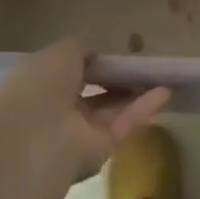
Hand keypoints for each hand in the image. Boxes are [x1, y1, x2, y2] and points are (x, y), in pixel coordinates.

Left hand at [0, 39, 171, 183]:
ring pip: (111, 109)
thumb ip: (80, 48)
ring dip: (134, 92)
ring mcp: (79, 132)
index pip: (69, 73)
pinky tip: (165, 91)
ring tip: (159, 75)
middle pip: (92, 93)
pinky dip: (144, 107)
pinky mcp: (100, 150)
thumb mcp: (60, 51)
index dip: (90, 63)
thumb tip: (94, 54)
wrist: (34, 139)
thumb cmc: (41, 86)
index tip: (112, 54)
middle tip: (139, 65)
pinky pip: (124, 123)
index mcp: (40, 85)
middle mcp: (57, 110)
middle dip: (114, 79)